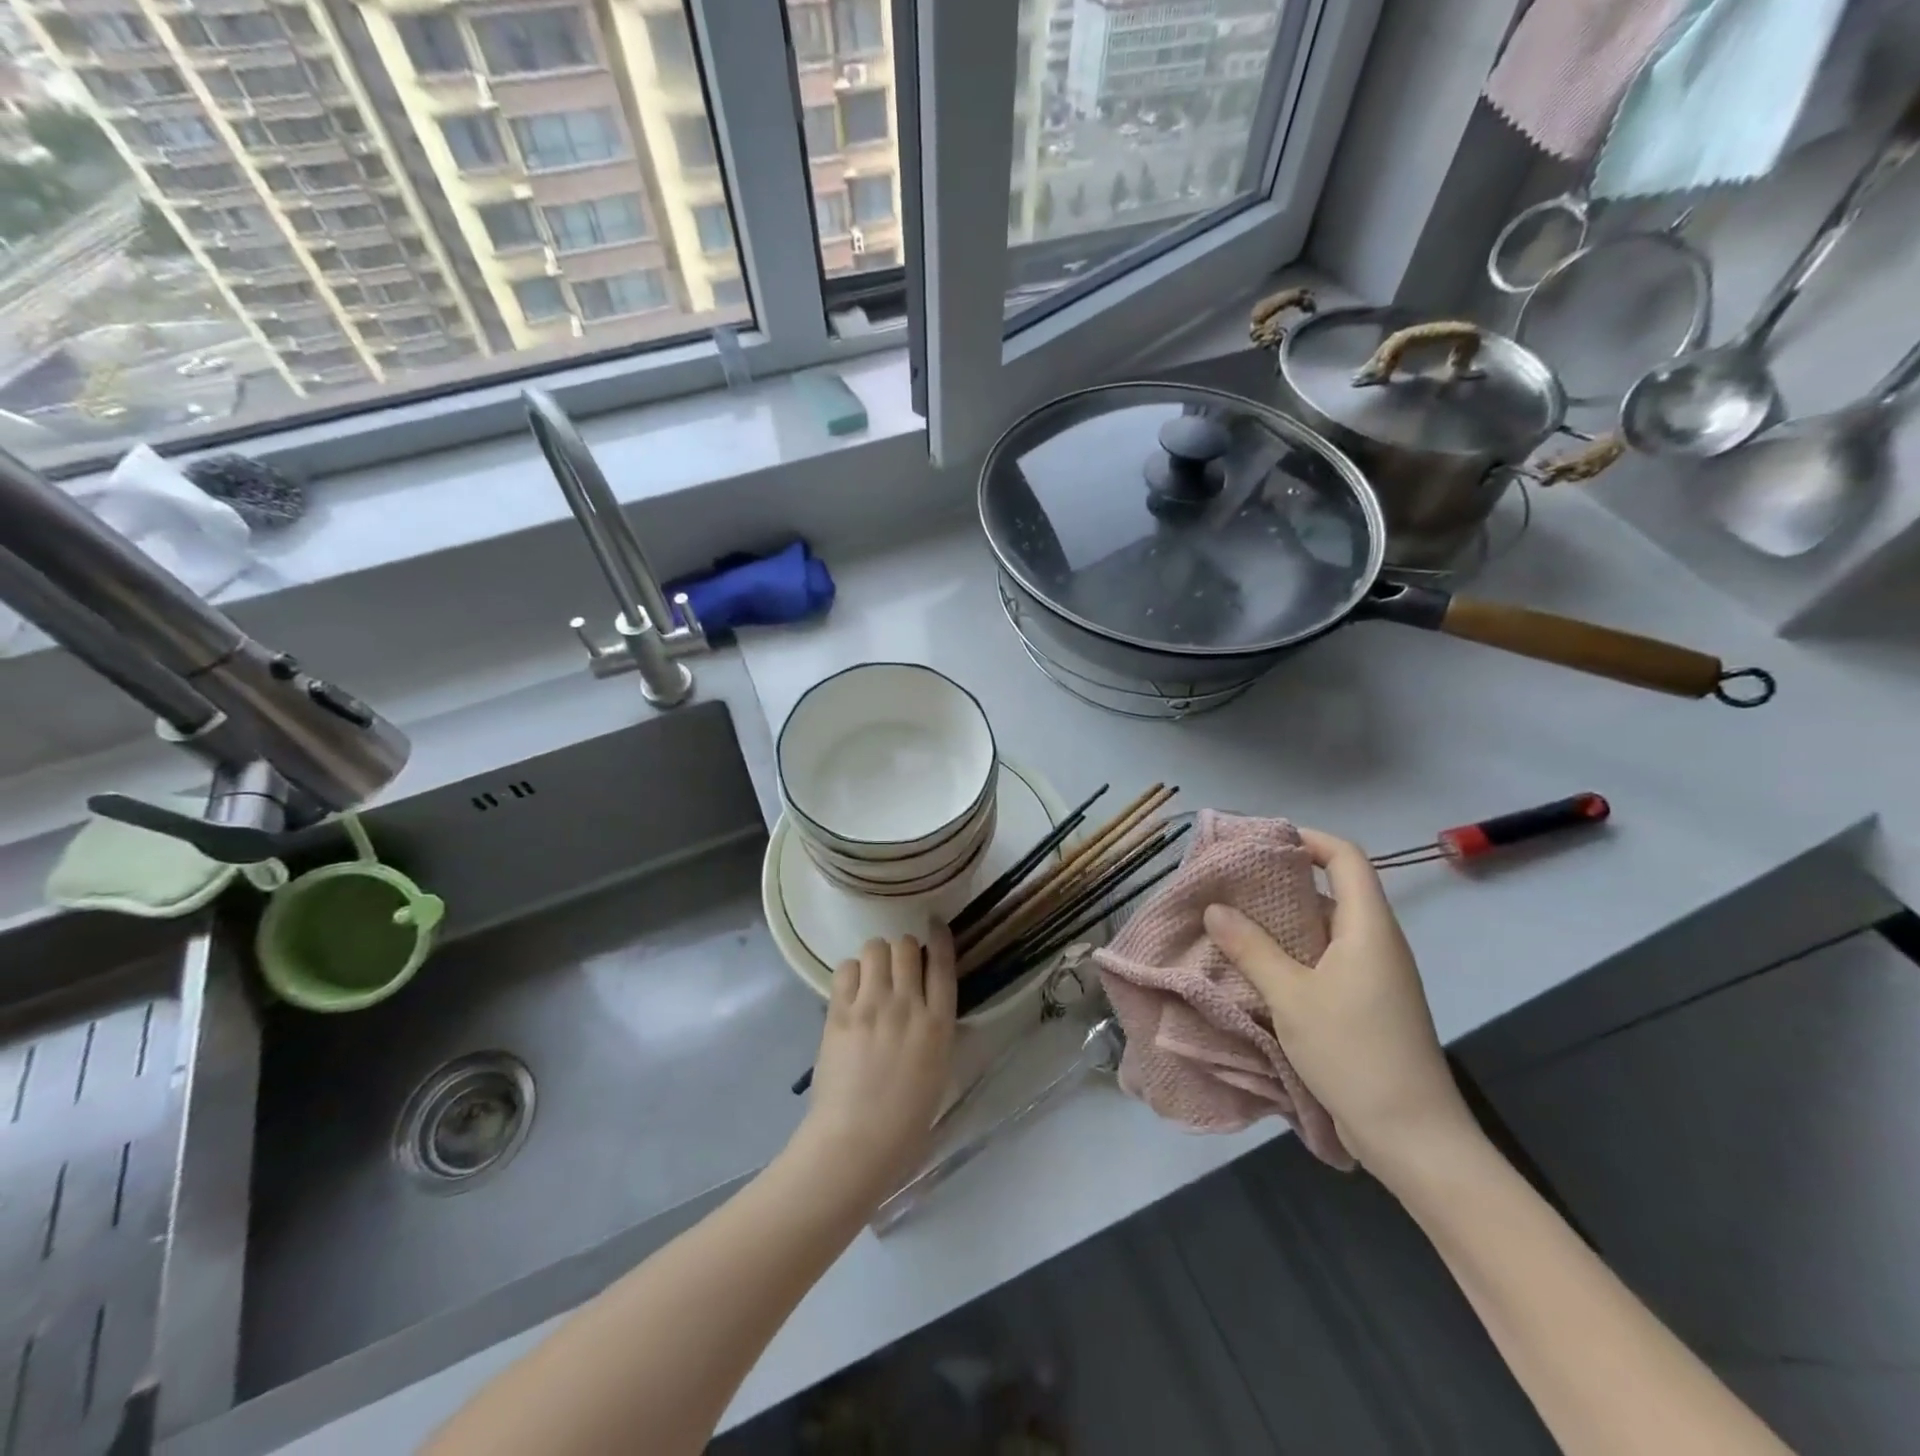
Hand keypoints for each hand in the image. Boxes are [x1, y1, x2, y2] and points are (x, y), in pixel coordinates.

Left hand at [791, 927, 956, 1208]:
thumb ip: (934, 1031)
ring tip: (870, 976)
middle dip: (902, 950)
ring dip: (875, 957)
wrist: (856, 1143)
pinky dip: (850, 973)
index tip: (935, 925)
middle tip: (895, 967)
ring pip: (875, 948)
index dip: (940, 938)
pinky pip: (845, 968)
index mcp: (939, 1025)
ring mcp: (872, 1006)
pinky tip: (850, 991)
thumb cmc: (905, 1123)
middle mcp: (908, 1005)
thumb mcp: (937, 1071)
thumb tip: (925, 1007)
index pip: (943, 964)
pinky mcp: (840, 1012)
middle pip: (906, 947)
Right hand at [1202, 828, 1479, 1181]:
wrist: (1414, 1137)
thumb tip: (1215, 908)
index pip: (1346, 858)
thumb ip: (1252, 948)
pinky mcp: (1366, 1004)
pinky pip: (1325, 960)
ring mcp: (1374, 975)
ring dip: (1281, 921)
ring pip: (1324, 929)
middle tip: (1230, 882)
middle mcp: (1376, 942)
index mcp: (1368, 928)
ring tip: (1231, 920)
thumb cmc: (1355, 1053)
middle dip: (1281, 881)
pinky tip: (1254, 966)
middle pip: (1332, 890)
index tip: (1260, 841)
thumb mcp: (1292, 998)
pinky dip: (1291, 953)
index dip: (1308, 839)